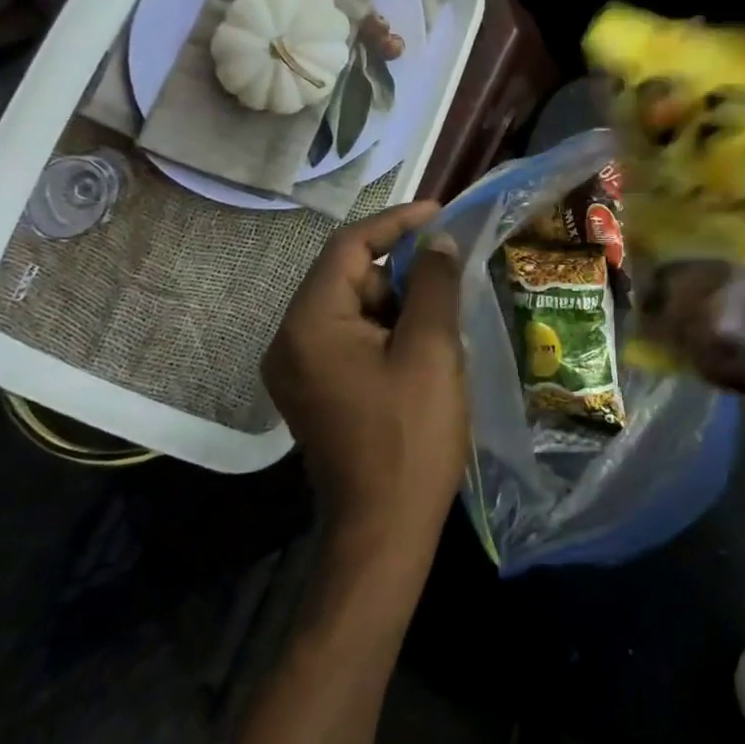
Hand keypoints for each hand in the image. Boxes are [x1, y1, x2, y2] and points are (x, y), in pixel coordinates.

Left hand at [262, 203, 467, 553]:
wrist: (384, 530)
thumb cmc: (410, 436)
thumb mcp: (430, 351)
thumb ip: (433, 284)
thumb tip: (438, 239)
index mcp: (309, 325)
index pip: (348, 247)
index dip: (396, 223)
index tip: (441, 213)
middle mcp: (291, 340)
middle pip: (349, 278)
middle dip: (402, 271)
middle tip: (452, 276)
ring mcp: (301, 369)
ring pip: (355, 309)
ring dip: (400, 303)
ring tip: (446, 318)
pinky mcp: (317, 390)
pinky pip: (353, 339)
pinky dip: (390, 331)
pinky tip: (426, 347)